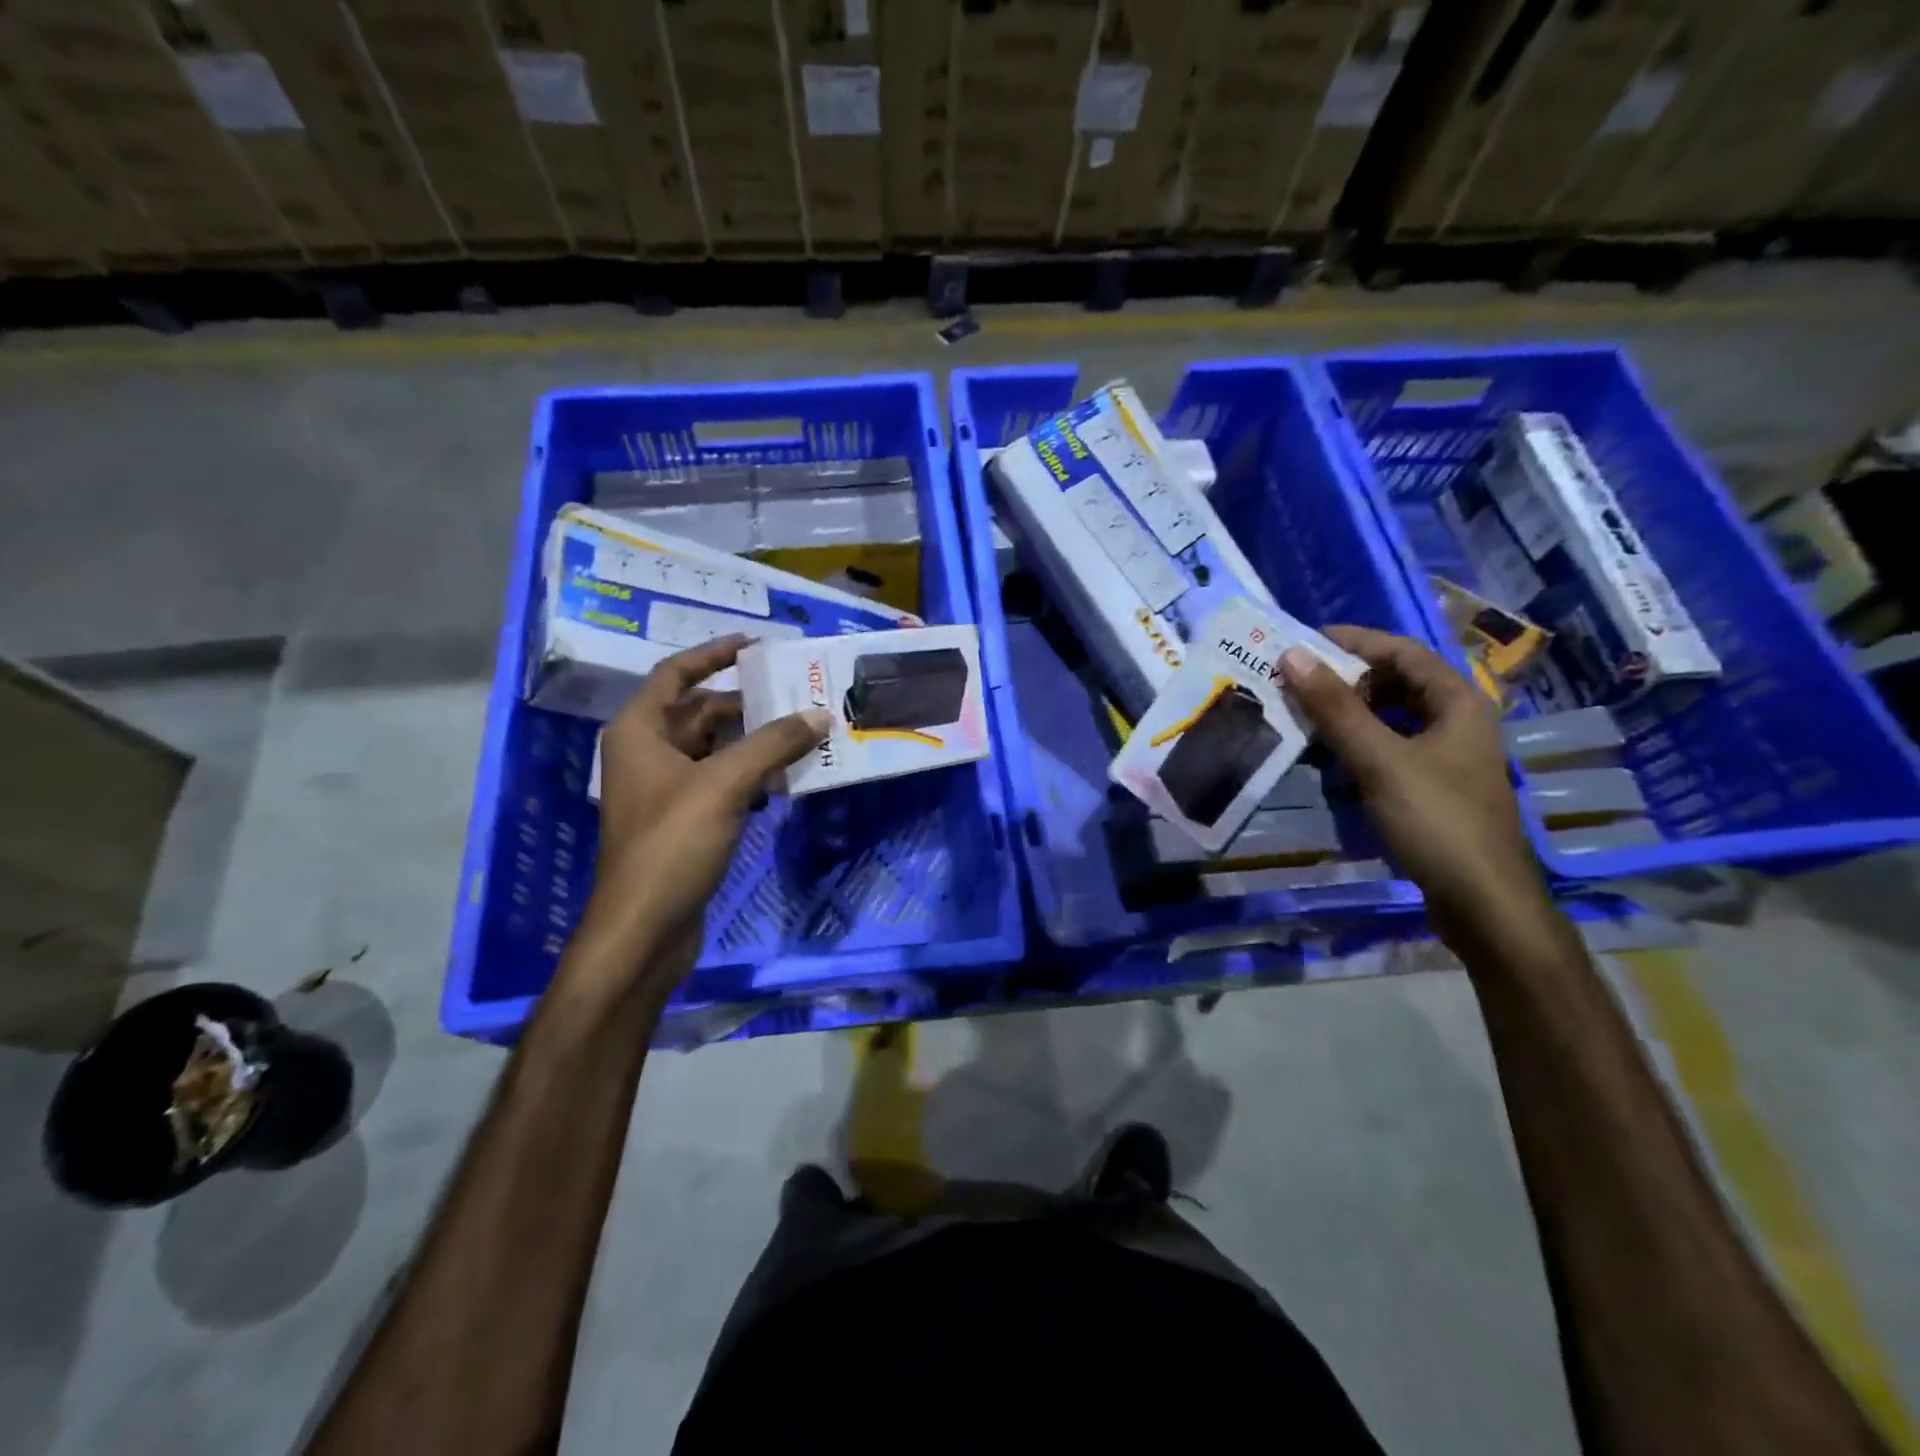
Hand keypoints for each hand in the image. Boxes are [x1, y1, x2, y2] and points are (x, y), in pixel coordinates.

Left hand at [582, 635, 828, 990]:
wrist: (644, 928)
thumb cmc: (672, 843)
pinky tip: (784, 777)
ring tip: (801, 731)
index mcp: (639, 731)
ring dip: (753, 740)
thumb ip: (773, 744)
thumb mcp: (725, 785)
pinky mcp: (684, 820)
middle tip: (795, 693)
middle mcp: (647, 753)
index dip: (713, 654)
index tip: (755, 644)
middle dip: (745, 702)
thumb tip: (820, 714)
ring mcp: (665, 789)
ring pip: (714, 749)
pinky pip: (720, 781)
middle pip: (700, 711)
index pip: (676, 674)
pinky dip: (750, 774)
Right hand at [1279, 626, 1547, 944]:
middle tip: (1295, 681)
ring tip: (1302, 714)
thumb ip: (1335, 708)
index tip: (1302, 643)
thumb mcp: (1380, 760)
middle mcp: (1457, 721)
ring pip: (1391, 717)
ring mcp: (1447, 756)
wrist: (1481, 901)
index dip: (1353, 642)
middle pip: (1397, 682)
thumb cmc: (1436, 820)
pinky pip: (1389, 748)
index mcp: (1458, 702)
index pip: (1402, 651)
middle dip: (1346, 678)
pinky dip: (1358, 743)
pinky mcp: (1433, 786)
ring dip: (1348, 712)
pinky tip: (1328, 756)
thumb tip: (1292, 656)